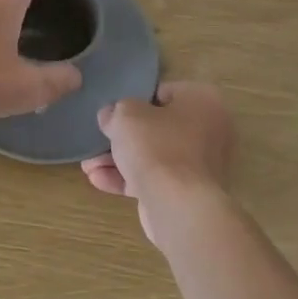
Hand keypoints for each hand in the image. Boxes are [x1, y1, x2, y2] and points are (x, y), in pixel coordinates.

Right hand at [82, 82, 235, 245]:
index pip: (162, 92)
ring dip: (119, 159)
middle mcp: (209, 130)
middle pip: (156, 127)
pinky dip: (129, 179)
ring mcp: (201, 165)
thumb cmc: (156, 146)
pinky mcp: (189, 193)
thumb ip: (115, 110)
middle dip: (122, 136)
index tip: (112, 112)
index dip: (133, 101)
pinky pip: (156, 179)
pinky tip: (98, 180)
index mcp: (203, 101)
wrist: (178, 206)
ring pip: (153, 155)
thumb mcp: (125, 115)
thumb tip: (111, 116)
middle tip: (97, 140)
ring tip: (88, 165)